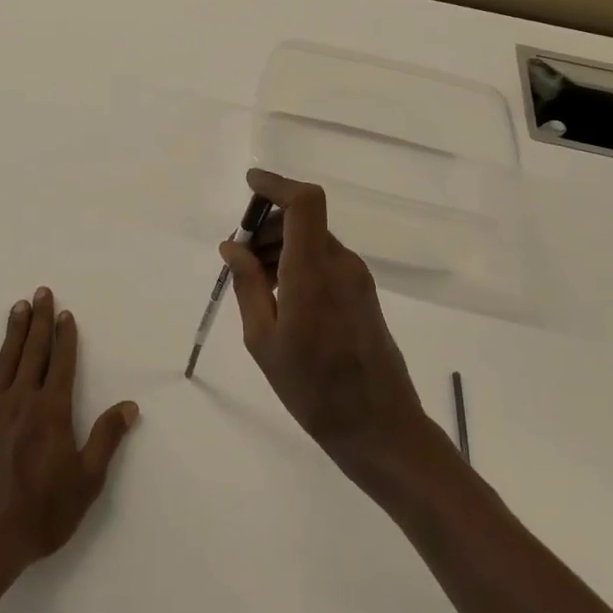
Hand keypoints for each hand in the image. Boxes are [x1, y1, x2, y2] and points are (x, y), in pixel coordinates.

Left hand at [0, 288, 138, 602]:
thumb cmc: (40, 514)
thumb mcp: (86, 482)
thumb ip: (106, 439)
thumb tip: (129, 405)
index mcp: (51, 412)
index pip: (61, 363)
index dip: (65, 337)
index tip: (66, 313)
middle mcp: (20, 401)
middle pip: (32, 352)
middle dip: (39, 321)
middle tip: (41, 292)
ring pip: (5, 361)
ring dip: (13, 332)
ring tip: (18, 306)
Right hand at [221, 170, 440, 483]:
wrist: (379, 427)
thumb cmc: (312, 388)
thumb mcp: (263, 340)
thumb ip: (247, 285)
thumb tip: (232, 246)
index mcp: (313, 271)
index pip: (304, 203)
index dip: (277, 184)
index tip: (249, 185)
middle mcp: (340, 264)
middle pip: (303, 219)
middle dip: (267, 226)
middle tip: (238, 258)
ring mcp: (357, 278)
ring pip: (313, 240)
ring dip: (281, 246)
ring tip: (254, 283)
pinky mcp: (363, 293)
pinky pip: (325, 260)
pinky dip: (298, 262)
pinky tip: (280, 297)